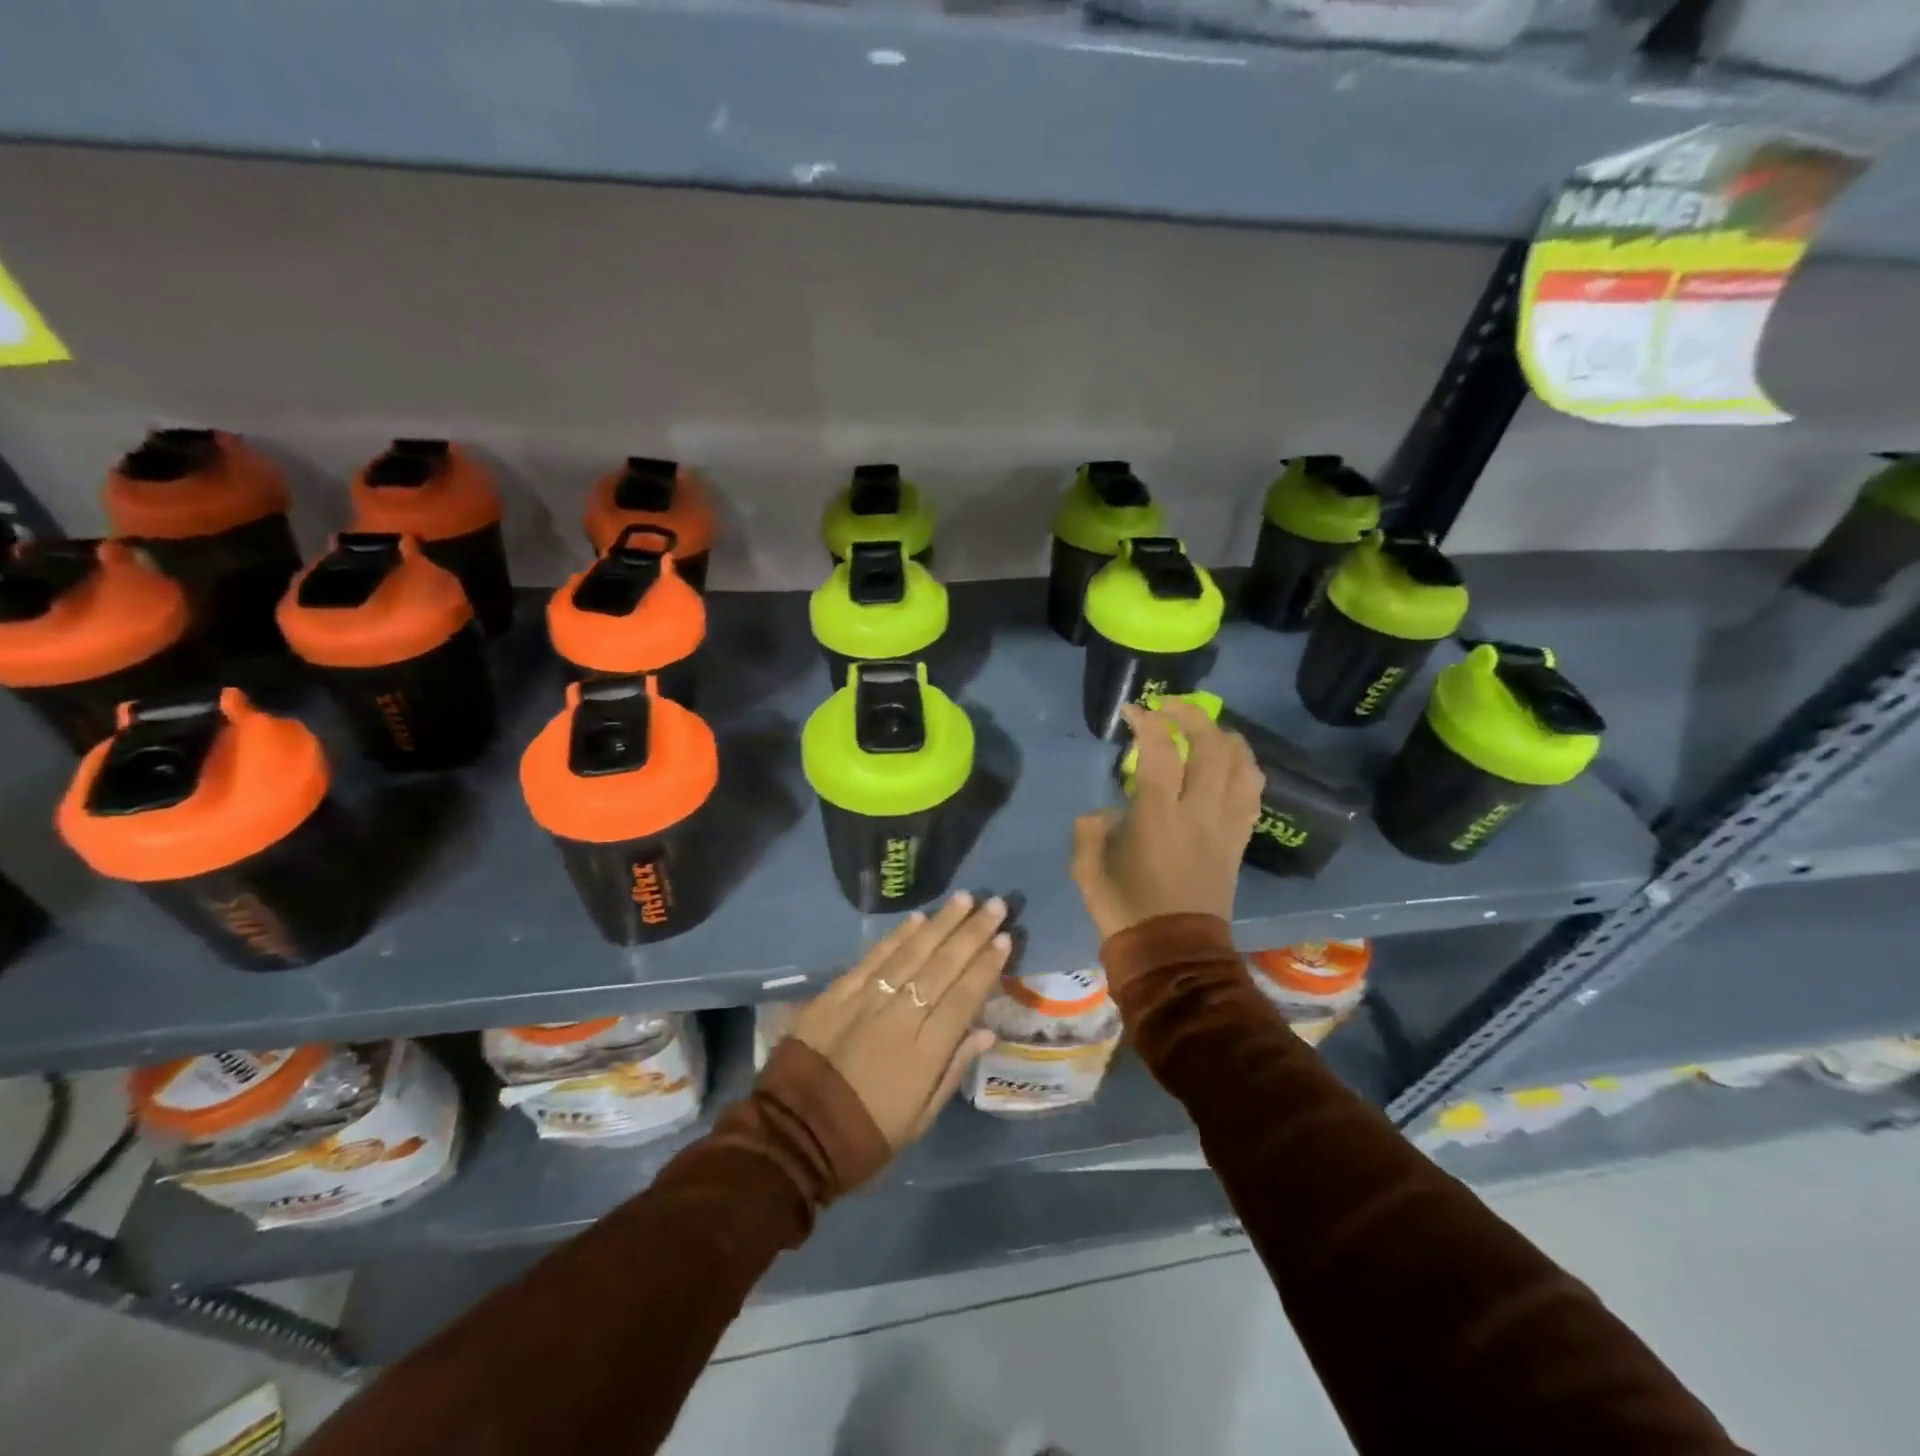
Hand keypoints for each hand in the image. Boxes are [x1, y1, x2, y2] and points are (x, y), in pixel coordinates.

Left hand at [792, 893, 1010, 1149]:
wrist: (795, 1136)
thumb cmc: (866, 1135)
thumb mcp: (920, 1119)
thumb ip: (953, 1069)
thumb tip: (986, 1030)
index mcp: (925, 1052)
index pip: (964, 997)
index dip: (986, 966)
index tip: (1005, 939)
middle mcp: (901, 1016)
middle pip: (943, 966)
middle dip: (972, 933)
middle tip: (994, 904)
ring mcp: (867, 1000)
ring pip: (911, 953)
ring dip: (941, 924)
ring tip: (964, 899)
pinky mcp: (837, 993)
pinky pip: (874, 958)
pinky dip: (897, 936)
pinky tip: (918, 918)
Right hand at [1071, 699, 1262, 941]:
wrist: (1173, 955)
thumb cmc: (1125, 910)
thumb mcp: (1087, 870)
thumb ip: (1089, 830)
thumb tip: (1104, 812)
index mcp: (1157, 818)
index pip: (1160, 752)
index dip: (1147, 721)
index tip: (1132, 711)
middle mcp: (1199, 813)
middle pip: (1212, 747)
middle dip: (1192, 716)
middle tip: (1170, 707)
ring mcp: (1225, 827)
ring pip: (1242, 766)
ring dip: (1225, 737)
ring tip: (1206, 730)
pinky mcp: (1239, 841)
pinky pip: (1253, 794)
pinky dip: (1244, 768)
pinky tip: (1229, 764)